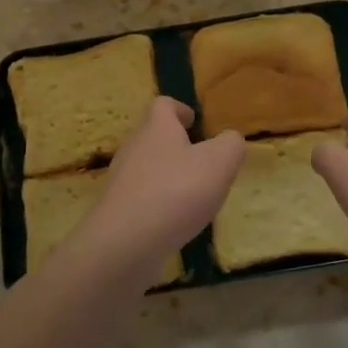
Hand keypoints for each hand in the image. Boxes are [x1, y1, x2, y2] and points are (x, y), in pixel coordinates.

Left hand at [80, 98, 243, 283]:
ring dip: (168, 175)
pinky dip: (158, 203)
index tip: (194, 121)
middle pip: (153, 136)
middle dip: (176, 145)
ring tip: (192, 194)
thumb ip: (231, 145)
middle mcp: (134, 148)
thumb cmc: (176, 191)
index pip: (163, 105)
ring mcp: (121, 180)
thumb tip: (230, 139)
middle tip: (201, 160)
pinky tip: (174, 221)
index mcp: (157, 128)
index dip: (180, 109)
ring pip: (146, 167)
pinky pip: (140, 197)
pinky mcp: (117, 210)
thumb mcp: (219, 163)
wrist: (125, 243)